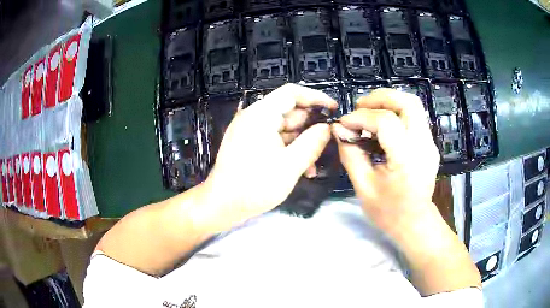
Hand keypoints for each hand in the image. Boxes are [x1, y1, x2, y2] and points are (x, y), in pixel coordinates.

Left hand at [201, 84, 336, 230]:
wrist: (221, 205)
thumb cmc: (254, 186)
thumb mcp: (290, 165)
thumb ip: (312, 143)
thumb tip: (327, 128)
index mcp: (261, 115)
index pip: (292, 93)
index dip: (315, 97)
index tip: (333, 109)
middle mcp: (254, 117)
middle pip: (289, 112)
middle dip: (310, 127)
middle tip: (328, 142)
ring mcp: (250, 131)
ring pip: (284, 128)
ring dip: (301, 143)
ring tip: (314, 163)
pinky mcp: (249, 144)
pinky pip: (274, 139)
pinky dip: (288, 149)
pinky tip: (301, 168)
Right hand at [332, 88, 439, 229]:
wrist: (415, 222)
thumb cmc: (388, 212)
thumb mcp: (363, 187)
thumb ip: (351, 154)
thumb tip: (339, 129)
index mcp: (407, 159)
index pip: (386, 122)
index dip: (361, 117)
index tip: (344, 123)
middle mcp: (423, 145)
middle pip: (408, 102)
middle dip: (381, 98)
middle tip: (360, 106)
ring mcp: (430, 143)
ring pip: (413, 105)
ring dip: (389, 102)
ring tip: (369, 112)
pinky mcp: (429, 143)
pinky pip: (414, 117)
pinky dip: (396, 112)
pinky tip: (381, 125)